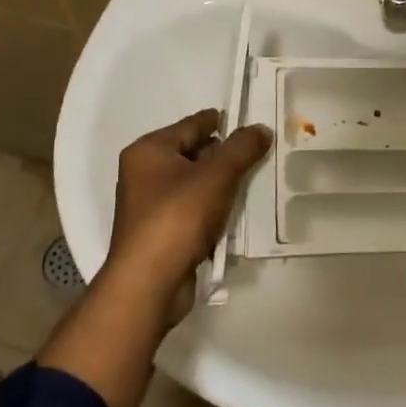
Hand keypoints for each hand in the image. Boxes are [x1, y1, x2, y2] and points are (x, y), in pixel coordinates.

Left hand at [103, 109, 271, 323]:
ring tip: (252, 184)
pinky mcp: (159, 231)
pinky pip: (192, 208)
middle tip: (259, 156)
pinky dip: (212, 208)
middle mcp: (144, 172)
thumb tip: (261, 129)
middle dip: (225, 155)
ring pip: (194, 182)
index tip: (254, 126)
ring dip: (220, 184)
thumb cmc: (178, 217)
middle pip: (193, 152)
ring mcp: (150, 204)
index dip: (224, 123)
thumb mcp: (217, 176)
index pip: (194, 124)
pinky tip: (233, 214)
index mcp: (149, 150)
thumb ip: (242, 148)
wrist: (149, 283)